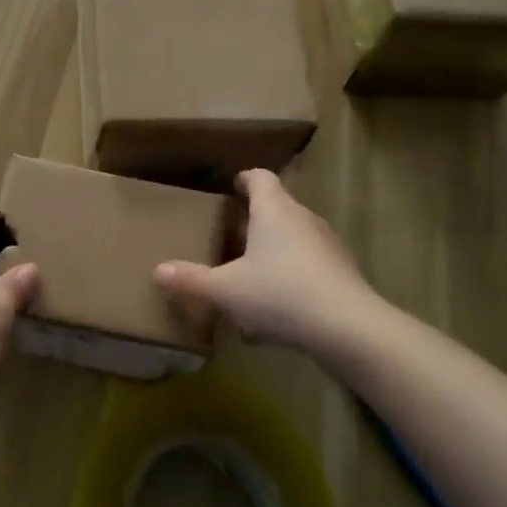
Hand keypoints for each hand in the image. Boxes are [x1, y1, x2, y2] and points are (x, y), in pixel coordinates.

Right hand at [154, 170, 377, 354]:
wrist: (348, 328)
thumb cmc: (280, 295)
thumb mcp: (226, 290)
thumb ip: (191, 280)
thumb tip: (158, 271)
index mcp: (274, 209)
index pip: (259, 177)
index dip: (244, 179)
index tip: (230, 187)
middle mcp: (303, 218)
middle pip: (277, 207)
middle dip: (254, 221)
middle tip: (229, 237)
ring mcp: (327, 244)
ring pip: (293, 239)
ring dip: (272, 252)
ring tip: (249, 278)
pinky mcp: (342, 272)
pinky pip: (309, 266)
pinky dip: (290, 278)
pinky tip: (276, 312)